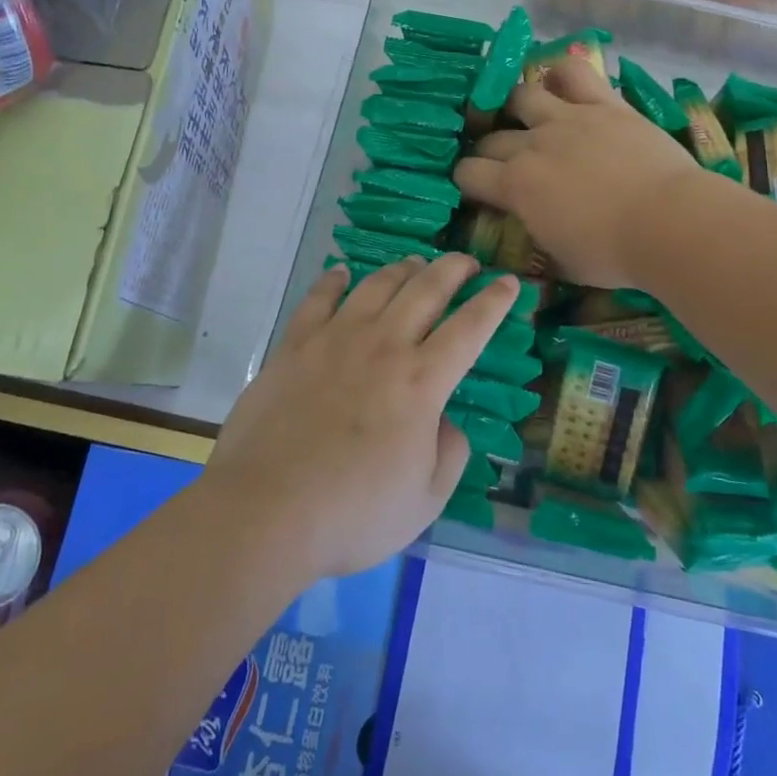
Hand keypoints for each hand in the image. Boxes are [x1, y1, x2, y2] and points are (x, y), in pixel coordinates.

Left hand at [206, 254, 519, 580]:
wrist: (266, 510)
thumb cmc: (354, 514)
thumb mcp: (426, 500)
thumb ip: (450, 452)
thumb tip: (444, 420)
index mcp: (422, 382)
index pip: (471, 328)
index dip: (495, 302)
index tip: (510, 282)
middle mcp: (384, 345)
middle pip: (427, 289)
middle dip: (454, 269)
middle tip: (467, 262)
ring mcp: (336, 339)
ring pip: (377, 284)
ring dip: (403, 268)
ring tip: (415, 263)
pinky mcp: (295, 344)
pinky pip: (318, 297)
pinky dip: (333, 280)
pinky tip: (341, 273)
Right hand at [453, 56, 708, 287]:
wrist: (669, 223)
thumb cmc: (613, 254)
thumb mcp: (561, 262)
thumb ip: (535, 240)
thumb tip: (526, 235)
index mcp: (516, 186)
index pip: (468, 174)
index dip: (467, 182)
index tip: (477, 190)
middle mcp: (532, 144)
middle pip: (491, 138)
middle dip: (488, 151)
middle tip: (502, 163)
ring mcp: (568, 118)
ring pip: (522, 95)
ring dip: (516, 107)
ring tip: (526, 116)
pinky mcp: (604, 104)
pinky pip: (574, 73)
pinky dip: (562, 74)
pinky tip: (561, 82)